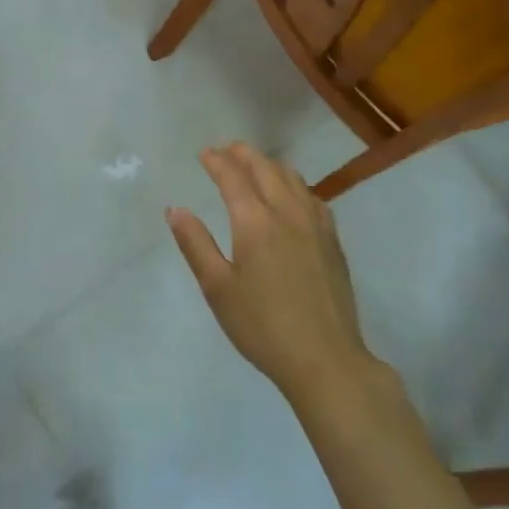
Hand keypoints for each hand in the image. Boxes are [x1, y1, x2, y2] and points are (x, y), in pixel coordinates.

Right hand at [167, 142, 370, 403]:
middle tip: (227, 149)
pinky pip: (312, 197)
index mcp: (255, 222)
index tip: (204, 153)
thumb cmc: (262, 326)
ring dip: (270, 165)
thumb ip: (195, 244)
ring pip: (292, 178)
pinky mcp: (332, 241)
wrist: (325, 358)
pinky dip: (294, 184)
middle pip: (265, 169)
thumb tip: (176, 209)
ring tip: (255, 165)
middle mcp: (287, 212)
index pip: (233, 177)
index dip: (217, 161)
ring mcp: (315, 224)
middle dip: (243, 154)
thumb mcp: (217, 288)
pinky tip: (292, 195)